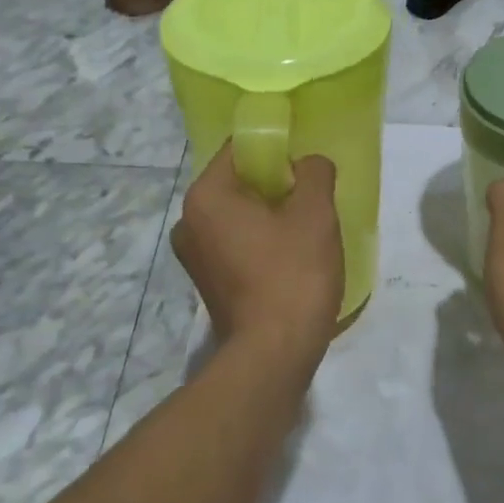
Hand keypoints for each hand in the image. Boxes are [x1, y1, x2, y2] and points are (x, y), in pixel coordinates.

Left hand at [172, 146, 343, 359]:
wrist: (274, 353)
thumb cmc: (293, 274)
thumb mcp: (315, 214)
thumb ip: (314, 173)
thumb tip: (309, 164)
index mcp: (206, 196)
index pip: (239, 150)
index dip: (276, 149)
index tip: (305, 165)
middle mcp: (188, 222)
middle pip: (238, 183)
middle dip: (275, 185)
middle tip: (311, 197)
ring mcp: (194, 256)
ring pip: (238, 216)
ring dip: (270, 215)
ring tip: (306, 229)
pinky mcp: (207, 283)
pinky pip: (236, 244)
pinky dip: (260, 241)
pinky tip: (291, 257)